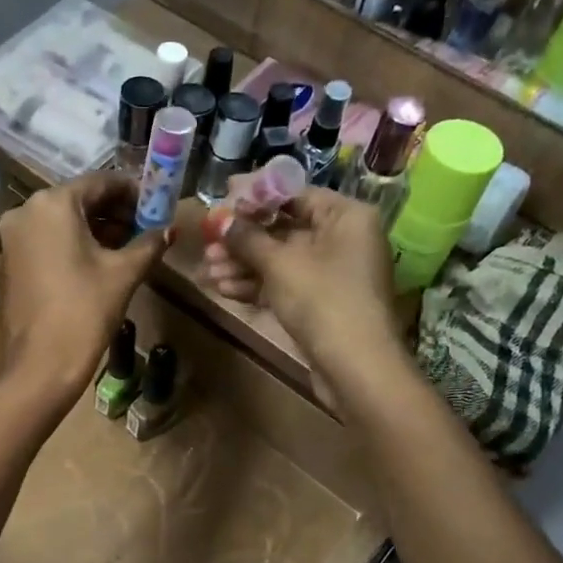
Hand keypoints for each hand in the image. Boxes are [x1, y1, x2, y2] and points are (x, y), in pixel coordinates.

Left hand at [0, 173, 168, 407]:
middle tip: (145, 229)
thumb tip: (168, 230)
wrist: (39, 366)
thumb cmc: (84, 311)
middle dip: (113, 213)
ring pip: (60, 224)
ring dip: (94, 231)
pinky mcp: (8, 267)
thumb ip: (147, 244)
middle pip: (78, 202)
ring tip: (126, 249)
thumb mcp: (123, 274)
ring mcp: (11, 241)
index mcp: (52, 204)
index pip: (100, 182)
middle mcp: (25, 213)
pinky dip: (71, 248)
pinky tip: (95, 267)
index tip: (156, 205)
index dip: (132, 191)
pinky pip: (45, 245)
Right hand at [203, 190, 398, 387]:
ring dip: (242, 266)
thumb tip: (219, 219)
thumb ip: (247, 238)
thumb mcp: (280, 264)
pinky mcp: (320, 303)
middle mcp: (343, 238)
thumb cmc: (323, 301)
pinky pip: (284, 285)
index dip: (254, 198)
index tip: (220, 204)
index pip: (294, 195)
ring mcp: (331, 273)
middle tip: (206, 246)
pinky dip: (256, 286)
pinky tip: (223, 289)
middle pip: (283, 229)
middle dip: (241, 241)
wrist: (356, 368)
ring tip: (207, 273)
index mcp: (345, 216)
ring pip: (279, 261)